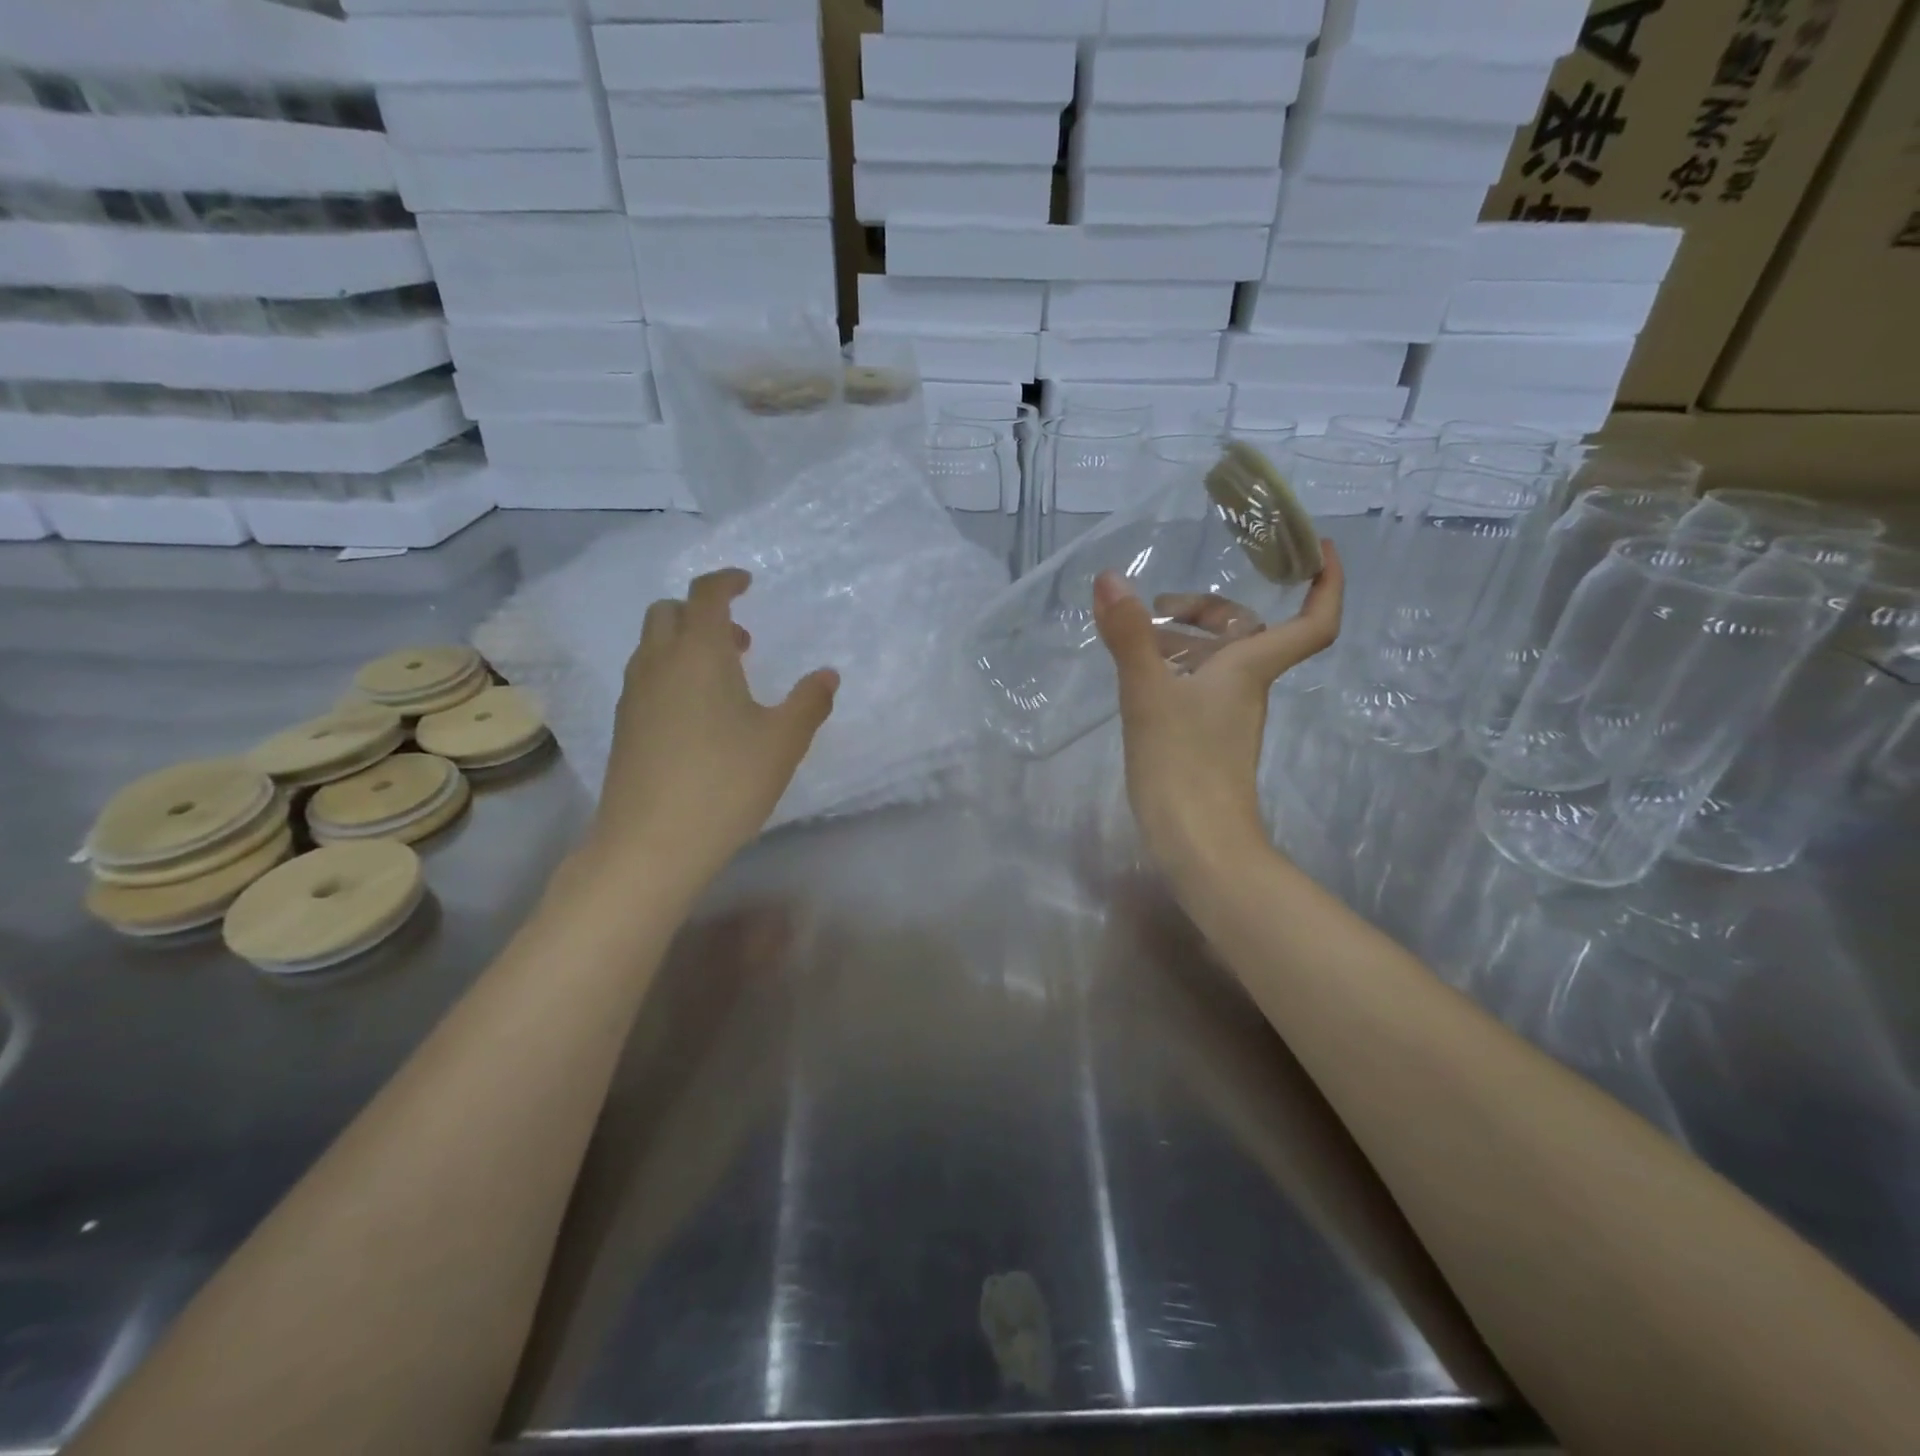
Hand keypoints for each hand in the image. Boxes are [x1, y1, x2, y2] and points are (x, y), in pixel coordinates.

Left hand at [580, 568, 836, 900]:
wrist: (651, 843)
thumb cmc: (725, 782)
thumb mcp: (783, 742)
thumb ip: (809, 702)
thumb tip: (827, 675)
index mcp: (698, 653)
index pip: (705, 595)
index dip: (726, 581)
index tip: (747, 583)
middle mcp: (658, 663)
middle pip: (668, 612)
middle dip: (702, 612)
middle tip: (741, 641)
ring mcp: (634, 696)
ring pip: (653, 646)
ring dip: (686, 644)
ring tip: (726, 680)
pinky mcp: (624, 727)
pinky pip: (646, 678)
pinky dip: (672, 673)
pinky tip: (699, 716)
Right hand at [1093, 543, 1342, 885]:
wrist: (1198, 844)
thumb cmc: (1182, 763)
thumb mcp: (1148, 693)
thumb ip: (1129, 636)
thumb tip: (1110, 578)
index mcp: (1249, 669)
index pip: (1312, 622)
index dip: (1327, 583)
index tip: (1315, 547)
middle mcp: (1246, 688)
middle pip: (1248, 634)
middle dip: (1211, 609)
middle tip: (1162, 604)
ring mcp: (1227, 718)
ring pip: (1218, 663)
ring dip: (1184, 641)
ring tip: (1135, 639)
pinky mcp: (1207, 742)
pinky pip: (1199, 690)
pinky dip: (1174, 672)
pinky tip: (1139, 680)